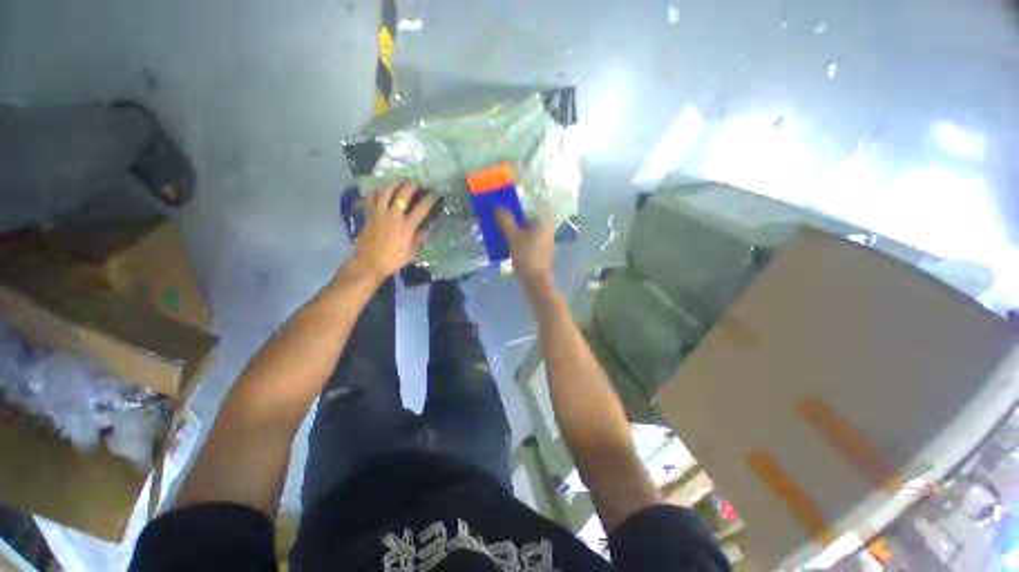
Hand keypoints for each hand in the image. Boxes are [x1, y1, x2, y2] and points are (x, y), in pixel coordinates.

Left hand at [350, 181, 437, 282]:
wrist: (369, 263)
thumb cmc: (393, 260)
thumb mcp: (412, 252)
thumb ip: (420, 239)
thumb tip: (427, 230)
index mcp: (406, 226)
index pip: (421, 208)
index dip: (430, 199)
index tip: (435, 194)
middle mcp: (393, 216)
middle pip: (402, 194)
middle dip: (411, 185)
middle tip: (417, 181)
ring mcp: (379, 213)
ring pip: (386, 191)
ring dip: (394, 183)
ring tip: (400, 180)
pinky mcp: (369, 214)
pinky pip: (373, 198)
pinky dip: (378, 191)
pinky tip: (382, 189)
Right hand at [496, 209, 554, 281]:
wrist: (535, 279)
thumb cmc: (526, 254)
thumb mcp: (513, 235)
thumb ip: (505, 219)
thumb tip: (497, 206)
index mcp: (544, 221)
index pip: (527, 209)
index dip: (513, 209)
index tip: (501, 211)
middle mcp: (547, 229)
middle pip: (526, 221)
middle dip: (512, 222)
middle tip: (498, 223)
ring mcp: (545, 241)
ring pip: (526, 232)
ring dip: (514, 232)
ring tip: (500, 234)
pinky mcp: (541, 252)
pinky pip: (527, 242)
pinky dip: (518, 242)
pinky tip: (507, 245)